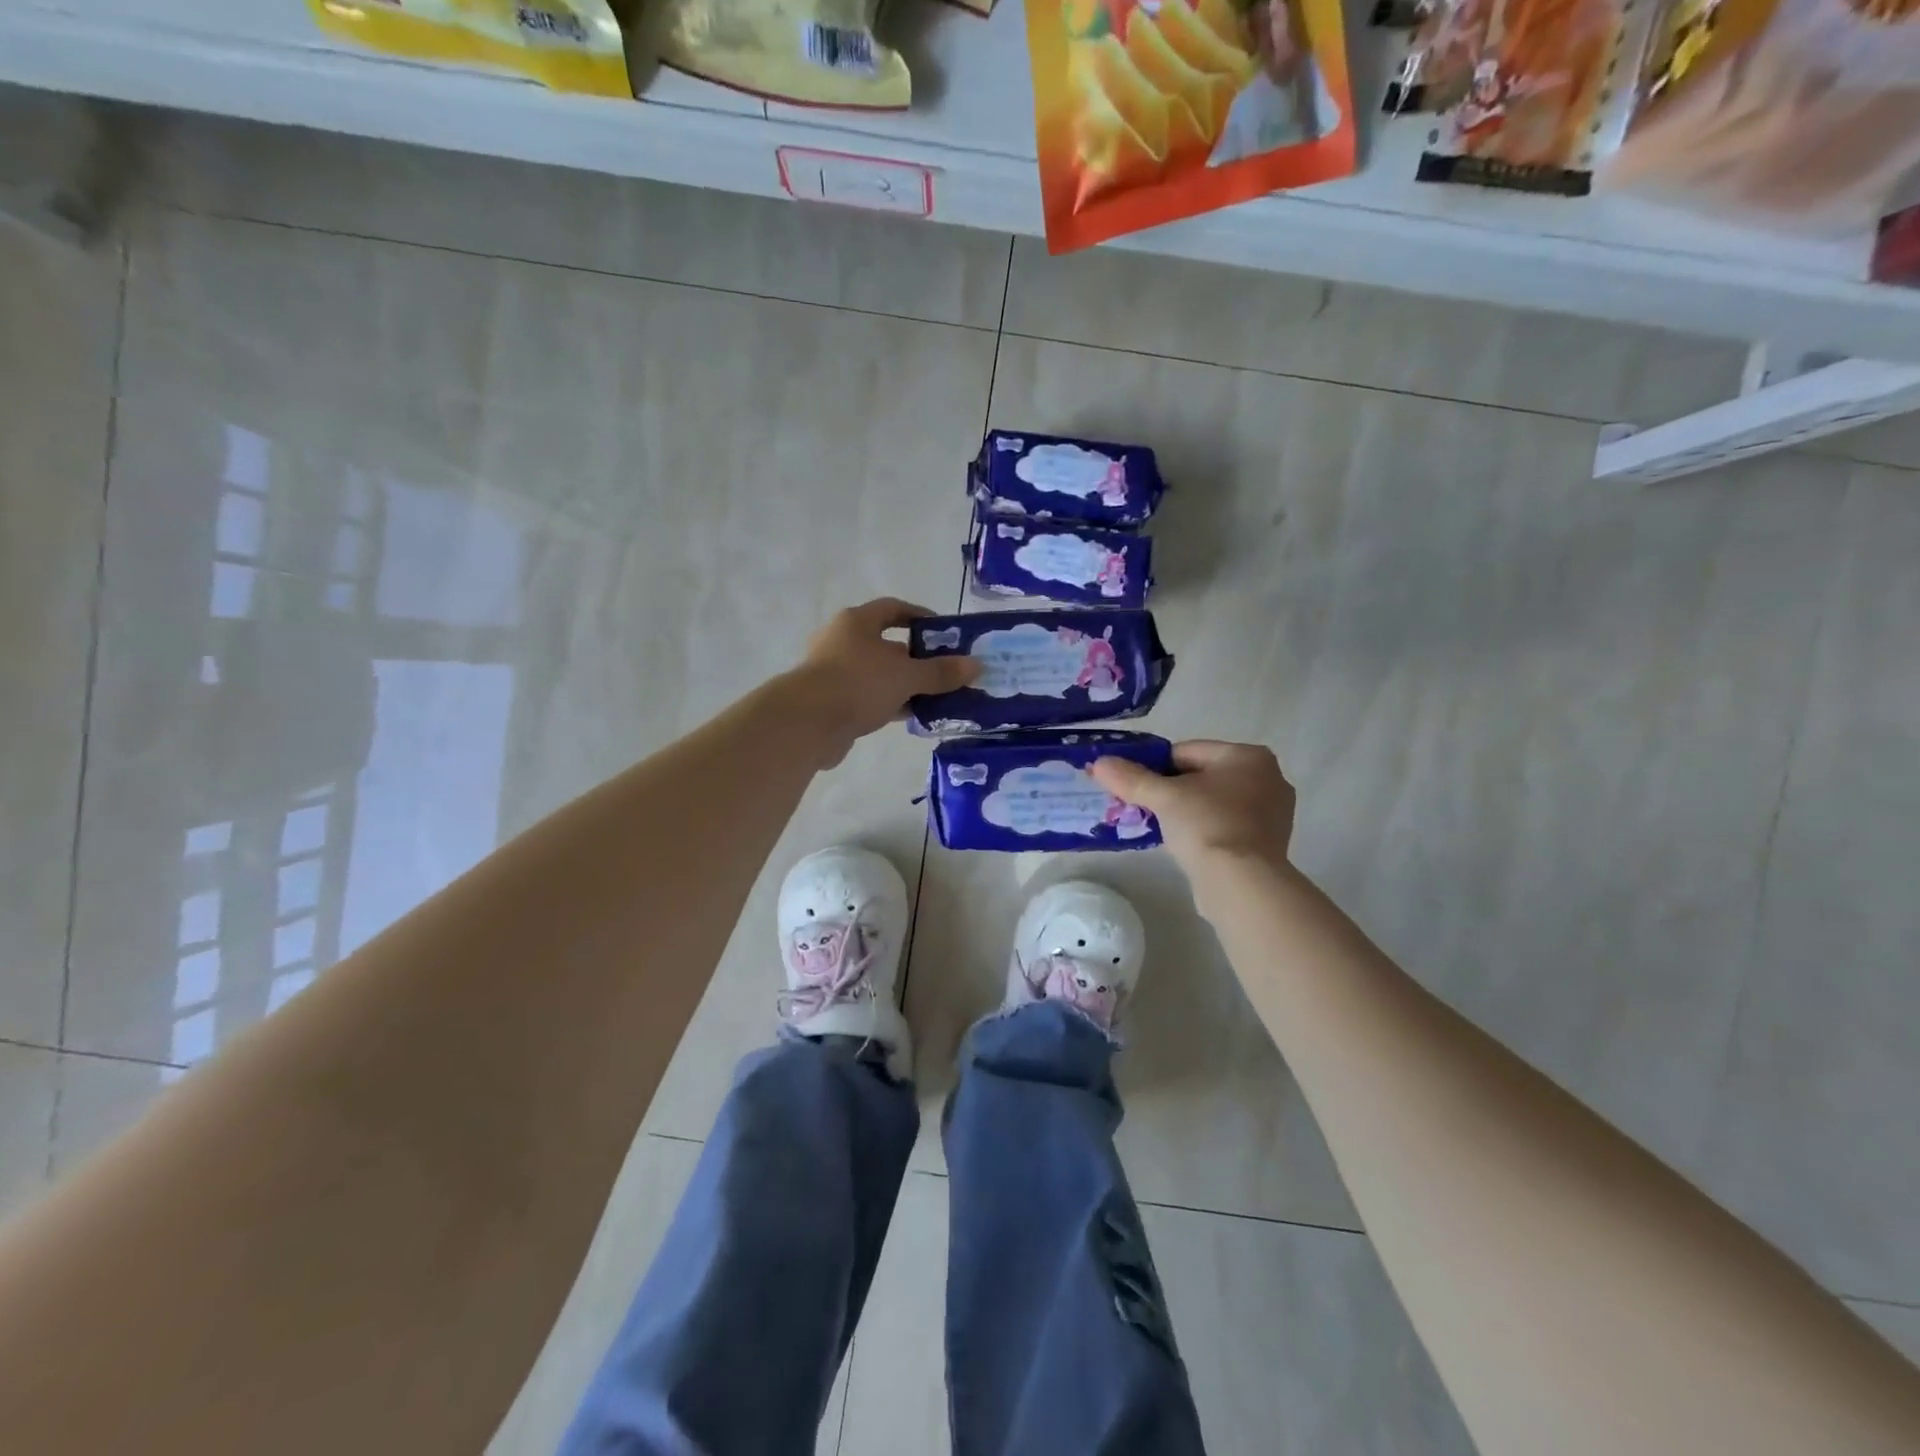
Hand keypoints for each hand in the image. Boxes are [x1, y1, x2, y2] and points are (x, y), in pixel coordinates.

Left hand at [788, 599, 978, 760]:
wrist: (806, 723)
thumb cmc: (858, 684)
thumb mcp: (907, 676)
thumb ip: (941, 672)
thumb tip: (976, 665)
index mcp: (857, 622)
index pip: (893, 608)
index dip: (920, 616)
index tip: (945, 632)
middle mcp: (842, 641)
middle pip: (887, 645)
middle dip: (917, 658)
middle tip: (946, 671)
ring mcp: (834, 672)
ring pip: (878, 675)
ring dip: (905, 685)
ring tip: (937, 697)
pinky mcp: (831, 702)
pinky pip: (868, 698)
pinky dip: (890, 704)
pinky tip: (913, 716)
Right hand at [1090, 740, 1296, 868]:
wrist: (1242, 885)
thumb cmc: (1206, 826)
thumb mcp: (1163, 797)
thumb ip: (1130, 777)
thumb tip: (1099, 763)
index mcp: (1249, 756)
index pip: (1186, 751)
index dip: (1154, 766)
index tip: (1132, 785)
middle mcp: (1268, 778)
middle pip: (1201, 776)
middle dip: (1169, 790)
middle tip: (1141, 806)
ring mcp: (1272, 813)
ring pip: (1213, 802)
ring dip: (1185, 811)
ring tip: (1158, 826)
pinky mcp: (1267, 843)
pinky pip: (1225, 825)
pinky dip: (1203, 830)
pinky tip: (1184, 844)